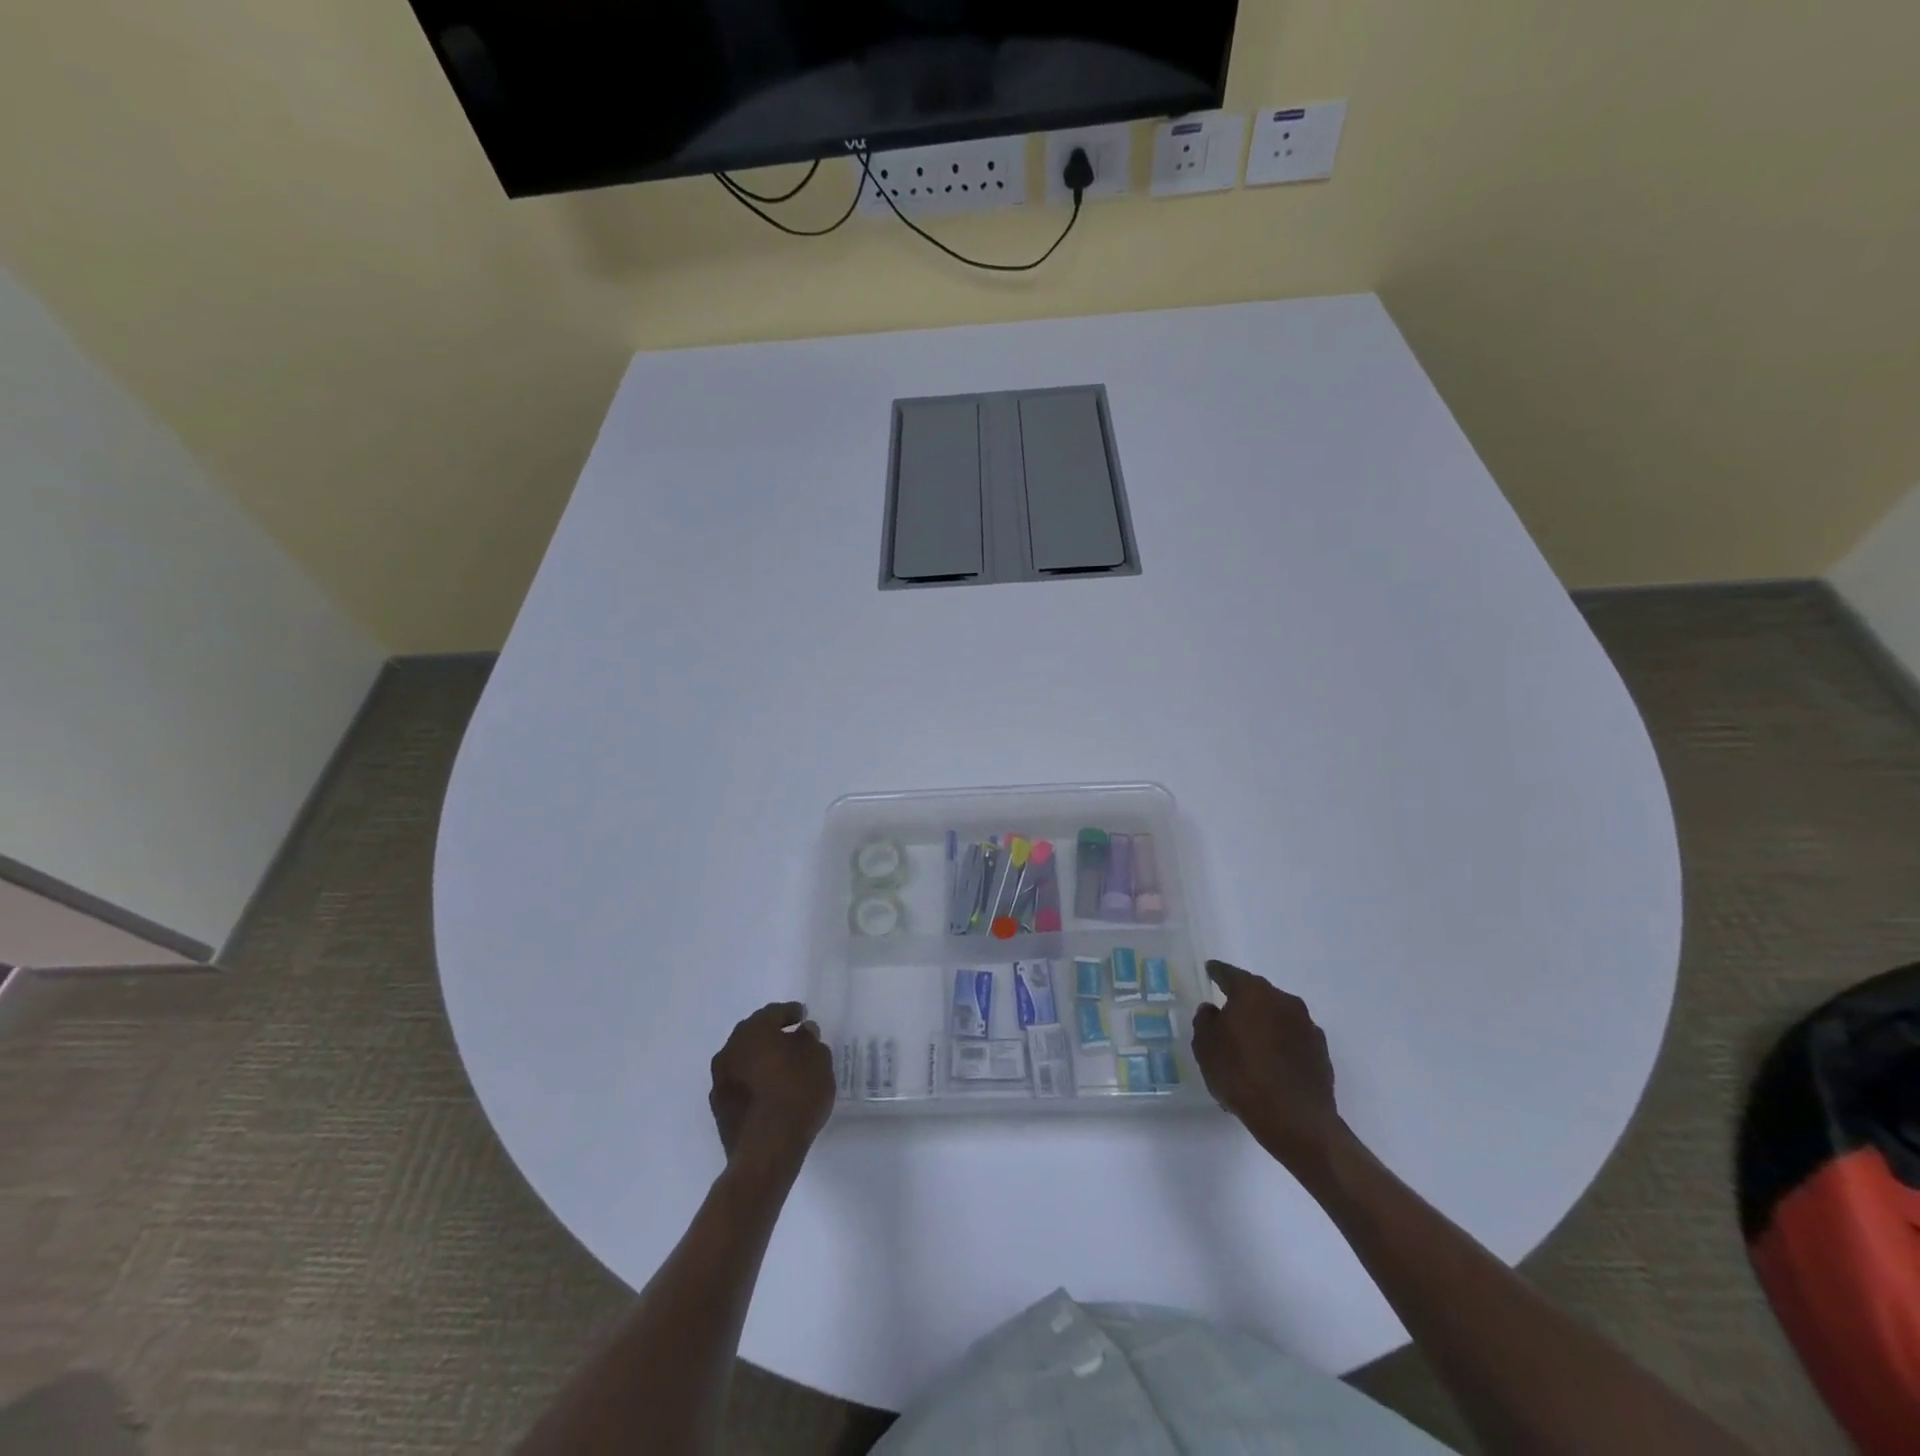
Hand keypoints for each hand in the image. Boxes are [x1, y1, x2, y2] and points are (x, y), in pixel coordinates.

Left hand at [708, 1003, 834, 1176]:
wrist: (766, 1150)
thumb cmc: (796, 1094)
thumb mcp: (817, 1059)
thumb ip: (810, 1040)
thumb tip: (802, 1033)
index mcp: (754, 1031)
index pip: (773, 1013)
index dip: (790, 1012)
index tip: (802, 1016)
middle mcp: (730, 1050)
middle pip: (753, 1034)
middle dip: (771, 1034)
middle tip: (791, 1038)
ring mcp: (720, 1081)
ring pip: (743, 1059)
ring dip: (760, 1059)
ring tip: (782, 1068)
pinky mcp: (719, 1109)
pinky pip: (739, 1084)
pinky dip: (753, 1082)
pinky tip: (769, 1092)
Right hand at [1191, 961, 1348, 1170]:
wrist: (1294, 1119)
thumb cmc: (1241, 1075)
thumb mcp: (1205, 1047)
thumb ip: (1205, 1021)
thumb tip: (1213, 1010)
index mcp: (1252, 992)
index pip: (1229, 974)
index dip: (1217, 972)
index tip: (1210, 969)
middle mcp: (1283, 1000)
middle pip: (1257, 994)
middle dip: (1243, 1001)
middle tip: (1228, 1014)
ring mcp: (1306, 1026)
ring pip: (1277, 1017)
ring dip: (1264, 1025)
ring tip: (1250, 1047)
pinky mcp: (1320, 1052)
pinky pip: (1292, 1040)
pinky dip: (1280, 1045)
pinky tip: (1271, 1065)